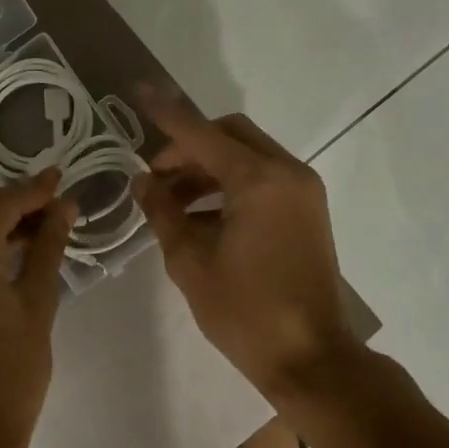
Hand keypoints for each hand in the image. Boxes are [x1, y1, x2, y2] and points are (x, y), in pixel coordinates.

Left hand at [0, 169, 76, 447]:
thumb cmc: (11, 367)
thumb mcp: (37, 301)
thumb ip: (48, 246)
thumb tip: (66, 206)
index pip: (2, 202)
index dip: (35, 189)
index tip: (64, 177)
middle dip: (17, 201)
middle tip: (58, 204)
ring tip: (43, 224)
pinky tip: (11, 245)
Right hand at [134, 88, 360, 397]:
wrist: (309, 356)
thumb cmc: (244, 312)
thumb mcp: (190, 262)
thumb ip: (163, 212)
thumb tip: (142, 181)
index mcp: (258, 181)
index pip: (200, 134)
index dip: (165, 114)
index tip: (138, 90)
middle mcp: (287, 173)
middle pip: (230, 135)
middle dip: (188, 147)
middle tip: (156, 177)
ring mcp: (303, 191)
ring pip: (247, 156)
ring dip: (207, 168)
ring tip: (171, 202)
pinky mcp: (307, 210)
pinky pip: (263, 179)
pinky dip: (230, 185)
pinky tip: (201, 216)